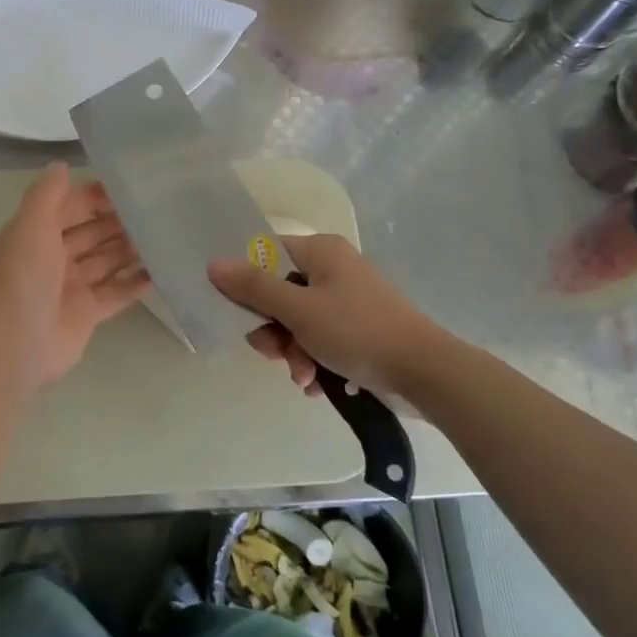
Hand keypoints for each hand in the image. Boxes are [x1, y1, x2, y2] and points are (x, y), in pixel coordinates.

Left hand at [0, 163, 148, 391]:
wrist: (13, 342)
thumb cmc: (22, 276)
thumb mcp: (30, 223)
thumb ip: (47, 193)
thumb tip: (61, 164)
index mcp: (35, 234)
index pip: (69, 208)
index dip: (95, 197)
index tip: (130, 187)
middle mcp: (53, 258)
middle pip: (90, 234)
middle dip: (117, 222)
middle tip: (155, 210)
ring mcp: (70, 288)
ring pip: (105, 262)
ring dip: (129, 250)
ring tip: (162, 235)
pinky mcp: (87, 315)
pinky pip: (116, 294)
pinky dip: (135, 284)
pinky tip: (160, 271)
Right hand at [208, 234, 429, 397]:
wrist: (423, 373)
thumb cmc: (357, 331)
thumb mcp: (298, 310)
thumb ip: (253, 287)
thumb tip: (213, 264)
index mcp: (321, 251)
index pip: (267, 254)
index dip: (246, 281)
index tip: (236, 311)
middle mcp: (333, 270)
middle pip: (279, 293)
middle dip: (273, 330)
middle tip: (274, 353)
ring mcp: (347, 301)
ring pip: (297, 322)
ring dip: (292, 352)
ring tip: (303, 376)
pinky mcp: (357, 330)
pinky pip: (319, 340)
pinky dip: (313, 361)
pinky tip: (316, 384)